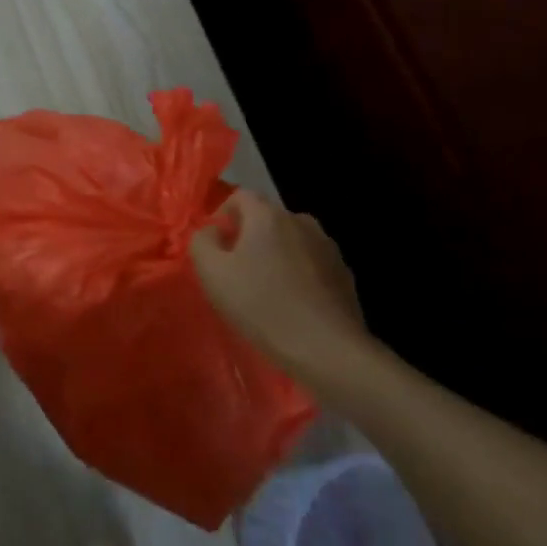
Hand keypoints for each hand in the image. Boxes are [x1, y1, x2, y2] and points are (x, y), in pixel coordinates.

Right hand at [189, 190, 369, 380]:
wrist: (327, 349)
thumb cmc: (262, 306)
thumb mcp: (212, 273)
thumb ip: (202, 242)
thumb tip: (212, 232)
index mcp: (268, 216)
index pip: (240, 196)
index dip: (222, 215)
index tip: (215, 245)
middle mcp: (301, 221)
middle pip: (267, 219)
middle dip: (249, 238)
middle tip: (236, 271)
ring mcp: (328, 247)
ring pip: (291, 242)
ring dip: (276, 256)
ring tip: (266, 290)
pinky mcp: (344, 274)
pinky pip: (311, 264)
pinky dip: (298, 275)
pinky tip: (292, 305)